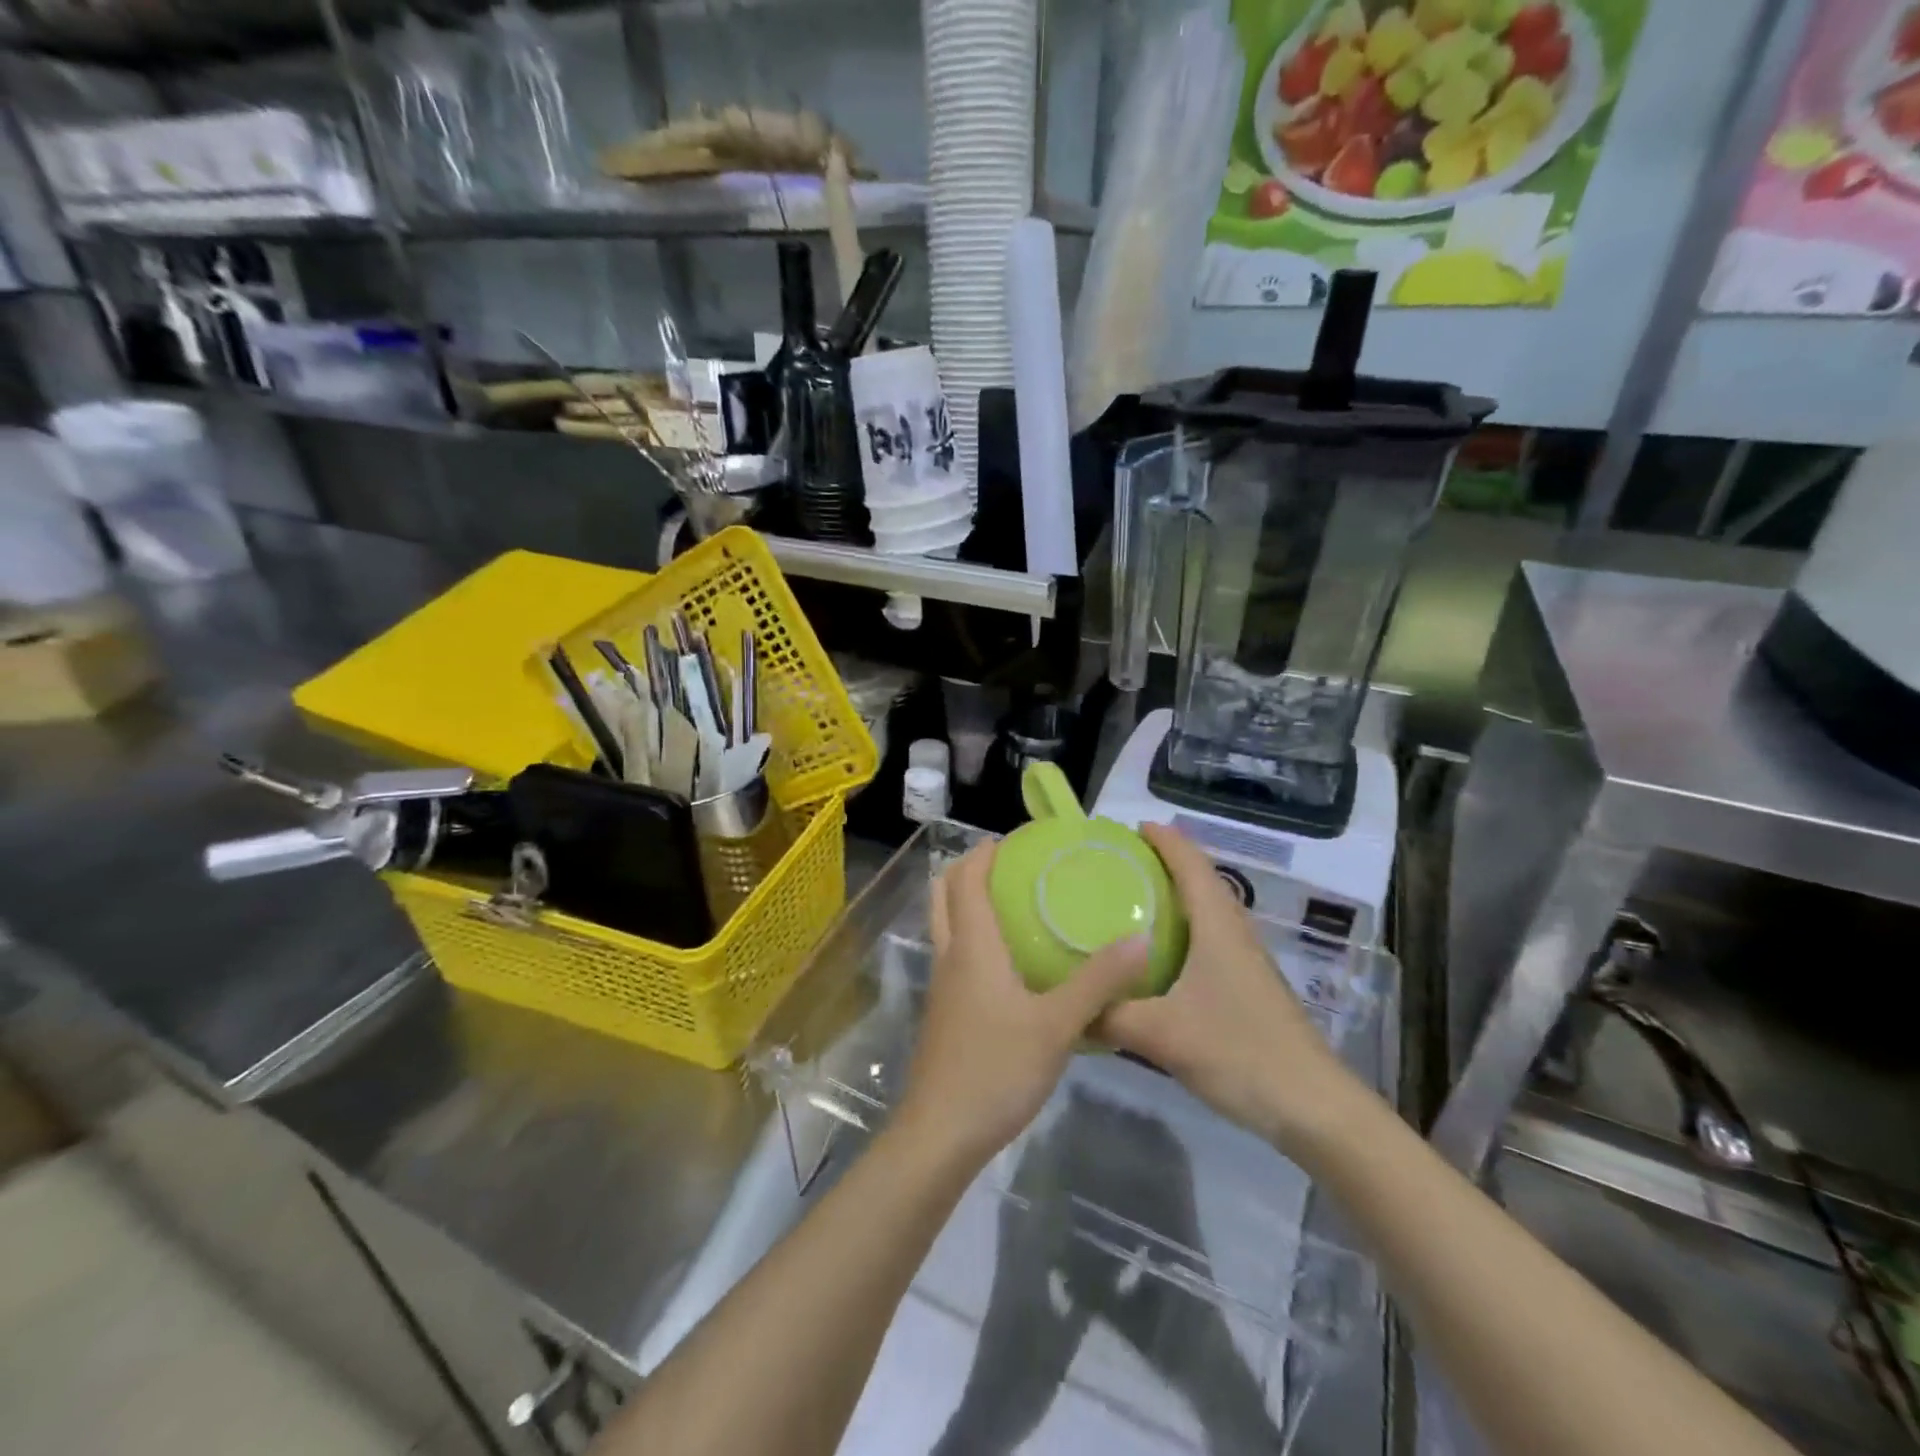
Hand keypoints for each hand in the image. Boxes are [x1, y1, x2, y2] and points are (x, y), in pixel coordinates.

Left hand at [895, 841, 1151, 1169]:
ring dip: (967, 902)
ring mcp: (943, 986)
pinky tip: (1009, 962)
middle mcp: (950, 956)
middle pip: (944, 893)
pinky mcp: (945, 1013)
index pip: (967, 878)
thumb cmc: (997, 1068)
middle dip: (969, 869)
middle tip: (1010, 864)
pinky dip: (972, 936)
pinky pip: (954, 955)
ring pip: (945, 924)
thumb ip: (1099, 982)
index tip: (1017, 838)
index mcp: (972, 946)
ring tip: (1012, 903)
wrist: (942, 1132)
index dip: (986, 851)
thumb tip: (1140, 938)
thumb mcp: (1058, 1024)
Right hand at [1097, 823, 1358, 1151]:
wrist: (1311, 1106)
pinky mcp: (1246, 987)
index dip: (1164, 839)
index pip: (1191, 864)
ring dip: (1175, 896)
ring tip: (1132, 900)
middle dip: (1164, 862)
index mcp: (1217, 926)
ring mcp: (1244, 961)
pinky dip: (1182, 930)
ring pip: (1207, 911)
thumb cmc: (1239, 1052)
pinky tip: (1157, 956)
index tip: (1131, 827)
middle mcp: (1233, 933)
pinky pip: (1208, 939)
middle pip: (1200, 880)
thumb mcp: (1163, 1034)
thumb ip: (1110, 1015)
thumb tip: (1067, 1006)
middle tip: (1119, 863)